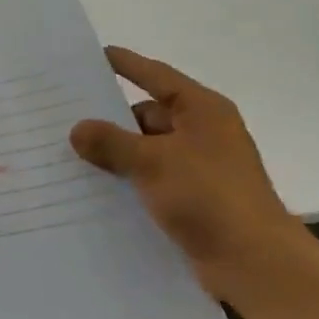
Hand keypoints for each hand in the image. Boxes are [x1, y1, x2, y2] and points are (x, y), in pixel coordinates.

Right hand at [69, 46, 311, 301]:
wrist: (253, 262)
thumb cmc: (208, 196)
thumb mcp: (153, 162)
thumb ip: (111, 142)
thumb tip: (77, 129)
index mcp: (202, 111)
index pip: (157, 77)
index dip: (127, 65)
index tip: (96, 55)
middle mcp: (203, 134)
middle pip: (148, 116)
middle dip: (110, 120)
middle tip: (64, 118)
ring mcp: (199, 168)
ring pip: (147, 152)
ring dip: (115, 155)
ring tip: (68, 156)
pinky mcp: (192, 200)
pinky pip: (150, 181)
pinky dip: (127, 182)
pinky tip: (94, 190)